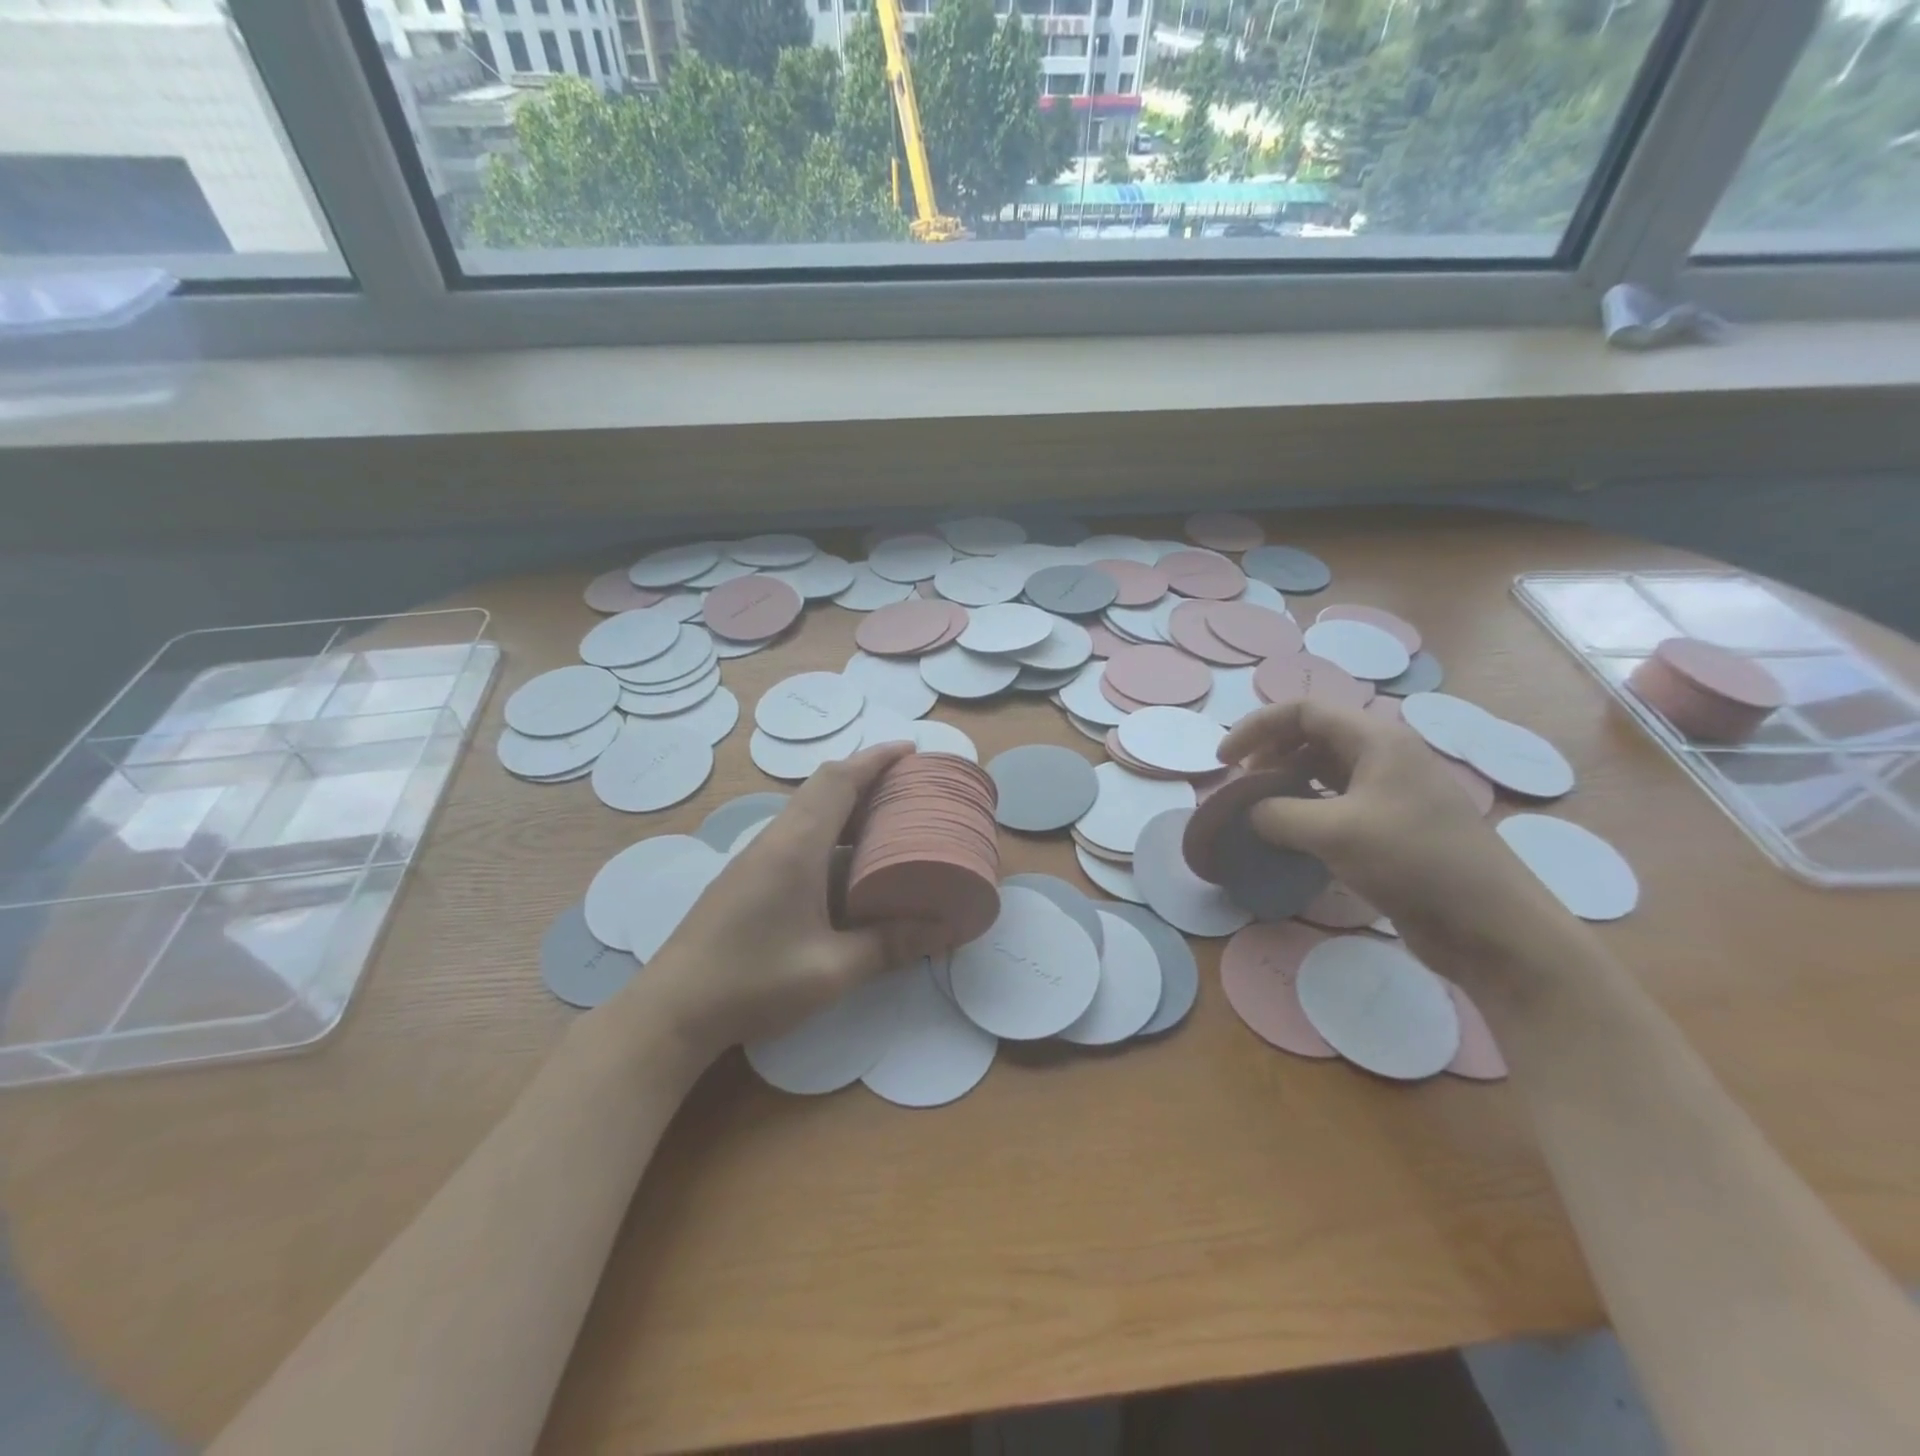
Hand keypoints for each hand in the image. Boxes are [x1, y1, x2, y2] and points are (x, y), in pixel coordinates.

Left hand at [634, 743, 943, 1063]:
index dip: (876, 759)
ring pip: (807, 811)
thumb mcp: (832, 969)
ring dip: (846, 804)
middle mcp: (774, 840)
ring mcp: (755, 858)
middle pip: (823, 787)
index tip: (911, 750)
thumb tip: (943, 929)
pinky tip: (846, 864)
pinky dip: (828, 830)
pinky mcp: (746, 878)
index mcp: (796, 847)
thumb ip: (890, 945)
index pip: (839, 780)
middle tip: (908, 787)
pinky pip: (795, 834)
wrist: (672, 1010)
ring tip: (886, 820)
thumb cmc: (754, 982)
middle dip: (866, 776)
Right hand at [1217, 700, 1570, 965]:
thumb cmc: (1414, 862)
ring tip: (1261, 810)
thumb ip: (1278, 814)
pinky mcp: (1391, 826)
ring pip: (1323, 769)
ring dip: (1286, 783)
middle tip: (1242, 788)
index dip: (1256, 728)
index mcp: (1376, 740)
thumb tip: (1252, 811)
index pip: (1302, 711)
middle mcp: (1383, 756)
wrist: (1490, 924)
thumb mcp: (1334, 833)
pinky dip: (1306, 809)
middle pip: (1312, 736)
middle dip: (1269, 755)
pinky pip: (1336, 802)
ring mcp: (1390, 792)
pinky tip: (1291, 834)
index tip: (1224, 761)